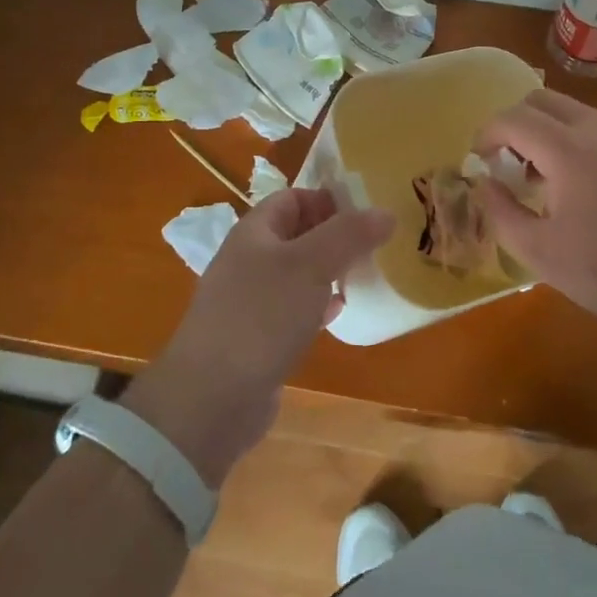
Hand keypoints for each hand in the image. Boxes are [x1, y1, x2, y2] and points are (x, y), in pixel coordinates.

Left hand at [125, 189, 392, 484]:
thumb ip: (349, 235)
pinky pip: (294, 309)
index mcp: (255, 232)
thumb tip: (385, 212)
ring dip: (330, 271)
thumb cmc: (261, 316)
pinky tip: (340, 312)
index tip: (368, 210)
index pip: (294, 197)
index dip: (328, 198)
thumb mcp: (311, 265)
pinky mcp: (258, 338)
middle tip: (376, 242)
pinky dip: (319, 305)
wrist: (211, 398)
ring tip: (366, 273)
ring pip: (298, 273)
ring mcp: (251, 301)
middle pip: (297, 234)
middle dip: (335, 235)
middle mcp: (249, 260)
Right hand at [474, 89, 596, 330]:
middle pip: (542, 100)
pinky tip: (583, 190)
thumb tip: (484, 182)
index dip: (486, 134)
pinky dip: (574, 142)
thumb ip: (502, 212)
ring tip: (544, 182)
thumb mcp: (542, 253)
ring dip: (545, 132)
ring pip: (572, 112)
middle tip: (508, 165)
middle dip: (514, 124)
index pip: (513, 118)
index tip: (479, 162)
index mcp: (568, 150)